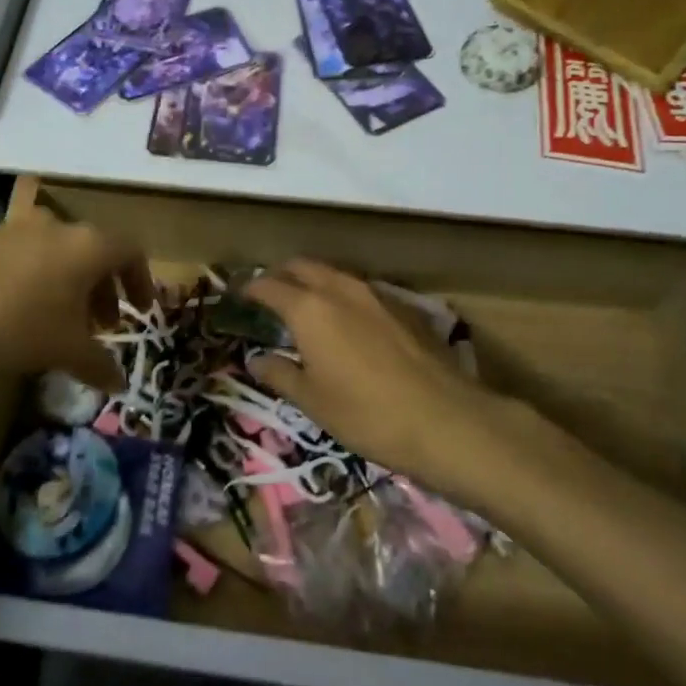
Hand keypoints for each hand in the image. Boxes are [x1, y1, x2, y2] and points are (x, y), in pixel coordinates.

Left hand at [0, 207, 148, 391]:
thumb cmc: (13, 327)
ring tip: (64, 325)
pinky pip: (27, 257)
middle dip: (104, 288)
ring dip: (71, 286)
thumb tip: (120, 383)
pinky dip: (40, 282)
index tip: (141, 311)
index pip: (130, 250)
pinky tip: (23, 317)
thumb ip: (99, 364)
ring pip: (59, 253)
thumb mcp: (64, 350)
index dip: (142, 280)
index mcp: (86, 243)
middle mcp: (55, 225)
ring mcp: (14, 230)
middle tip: (104, 325)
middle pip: (94, 250)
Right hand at [243, 260, 504, 484]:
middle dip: (282, 275)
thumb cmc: (366, 413)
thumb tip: (255, 360)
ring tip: (307, 305)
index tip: (240, 296)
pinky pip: (361, 289)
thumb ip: (279, 374)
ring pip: (334, 274)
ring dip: (315, 281)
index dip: (250, 288)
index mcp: (308, 308)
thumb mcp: (312, 401)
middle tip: (270, 294)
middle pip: (303, 266)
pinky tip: (349, 321)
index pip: (268, 285)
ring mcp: (375, 294)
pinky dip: (344, 295)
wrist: (446, 419)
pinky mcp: (404, 306)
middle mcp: (339, 289)